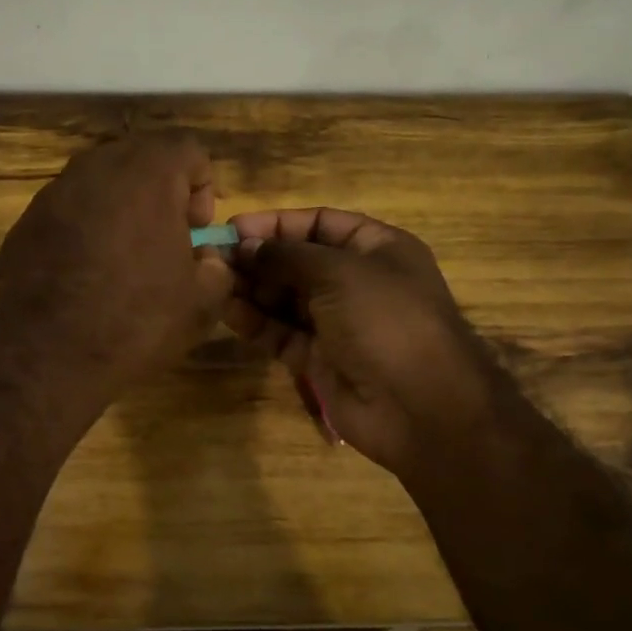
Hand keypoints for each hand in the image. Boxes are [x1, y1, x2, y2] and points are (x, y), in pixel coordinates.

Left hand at [0, 134, 232, 402]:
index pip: (189, 151)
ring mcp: (54, 193)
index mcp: (147, 174)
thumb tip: (206, 259)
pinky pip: (69, 212)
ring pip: (101, 185)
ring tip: (125, 262)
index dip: (203, 188)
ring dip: (122, 212)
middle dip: (162, 195)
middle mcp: (97, 168)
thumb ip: (217, 268)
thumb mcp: (200, 304)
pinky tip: (86, 277)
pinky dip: (85, 231)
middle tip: (166, 243)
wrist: (43, 356)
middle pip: (142, 161)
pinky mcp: (24, 221)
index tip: (197, 233)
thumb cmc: (134, 322)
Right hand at [223, 208, 494, 479]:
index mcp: (376, 249)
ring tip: (211, 282)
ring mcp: (338, 323)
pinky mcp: (319, 359)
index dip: (278, 224)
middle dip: (257, 258)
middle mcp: (356, 282)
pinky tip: (226, 310)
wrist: (420, 406)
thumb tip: (246, 246)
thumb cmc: (386, 320)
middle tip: (213, 258)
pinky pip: (281, 333)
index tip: (234, 227)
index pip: (320, 224)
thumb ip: (287, 255)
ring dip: (250, 289)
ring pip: (284, 299)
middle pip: (297, 262)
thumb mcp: (339, 272)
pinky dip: (255, 322)